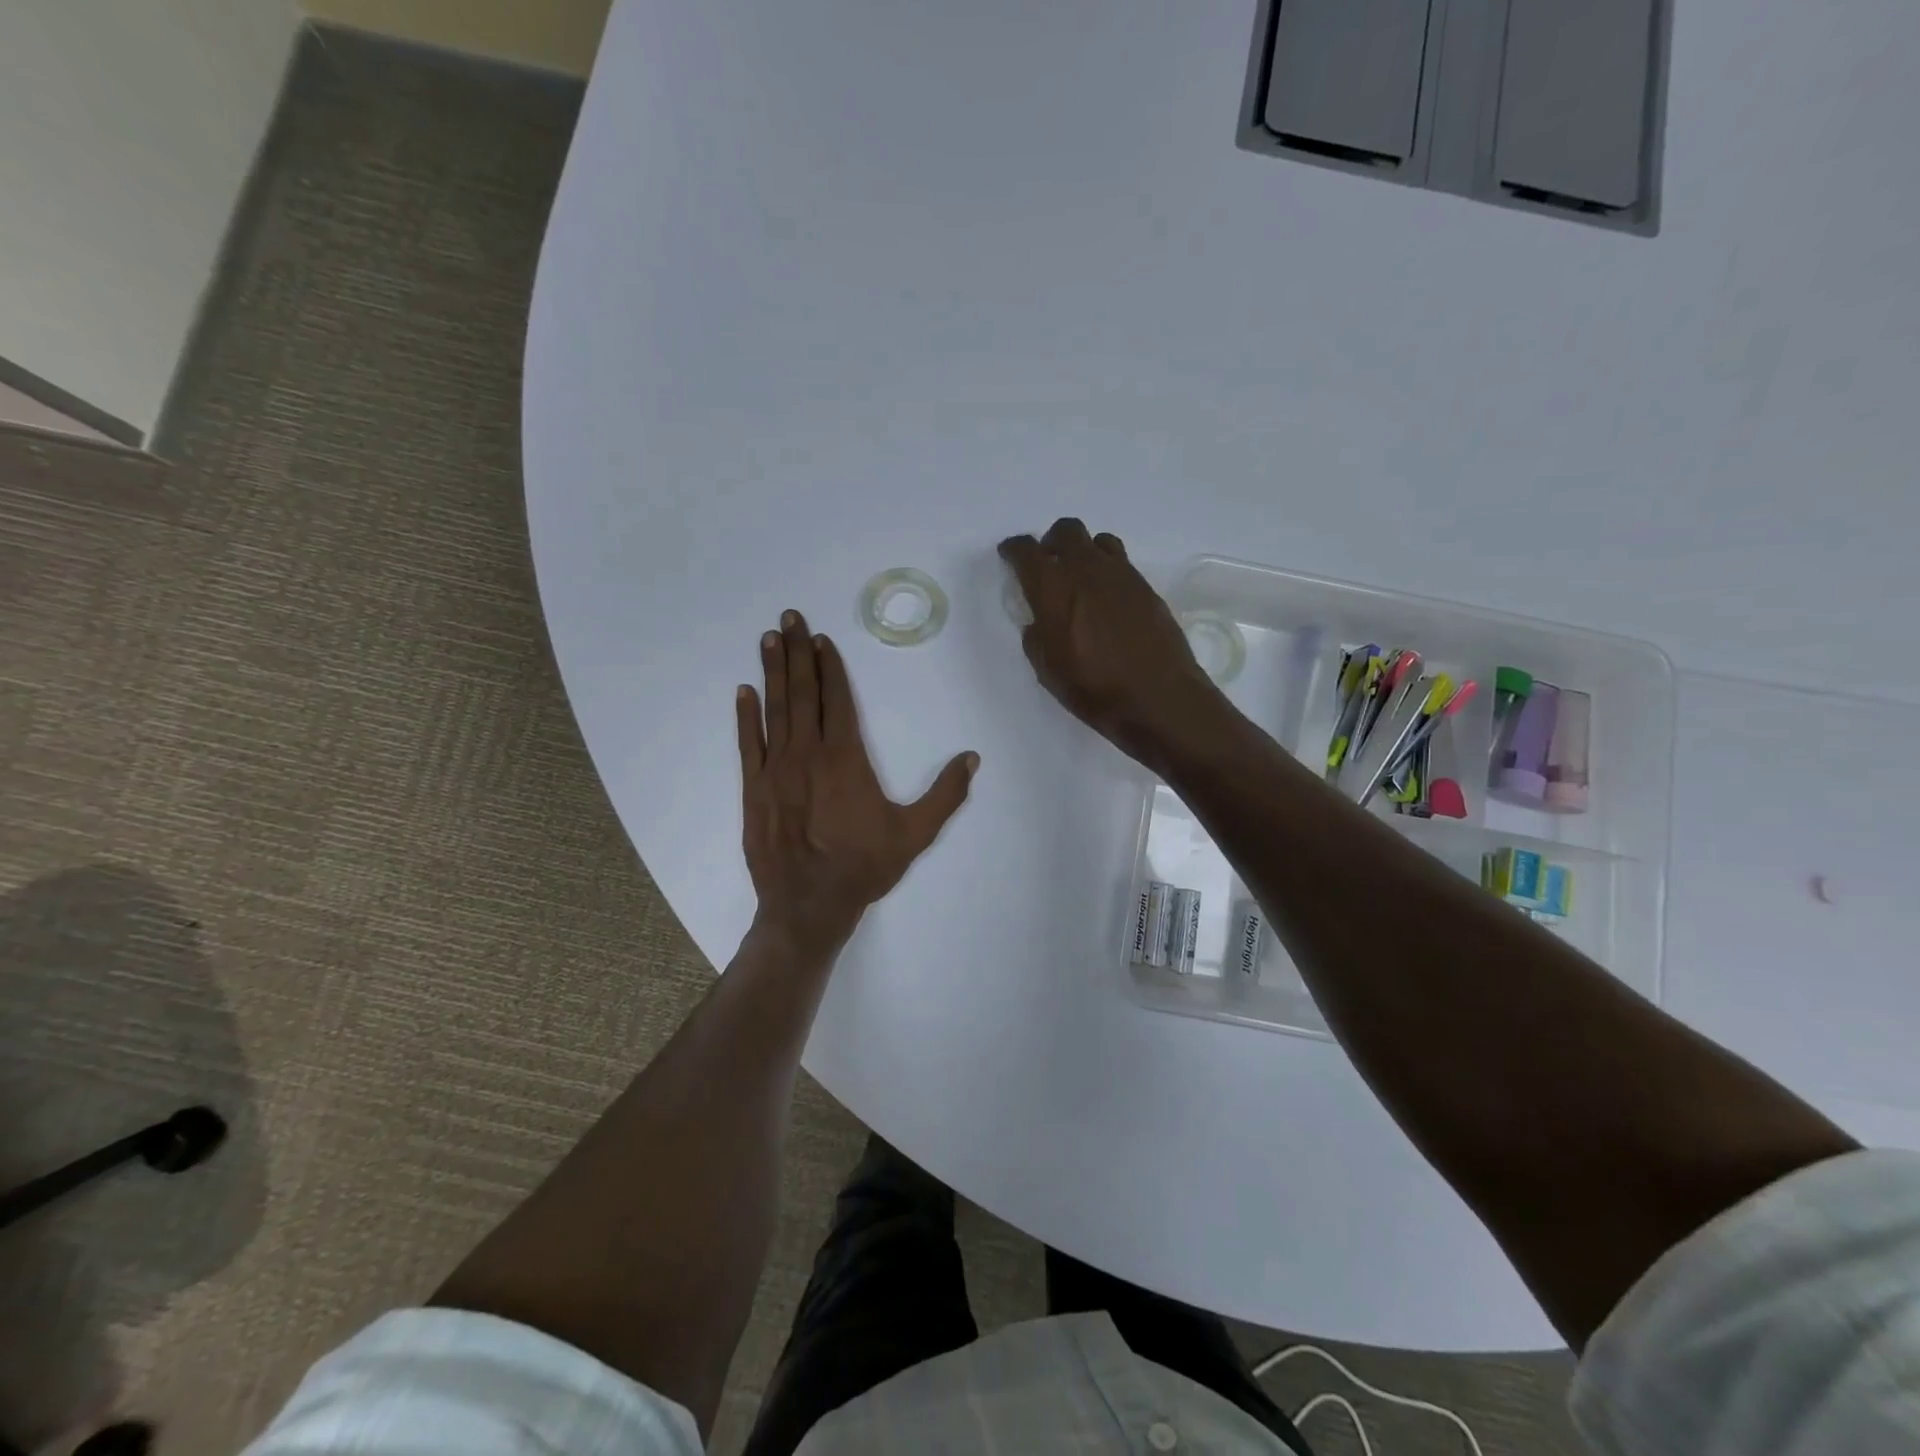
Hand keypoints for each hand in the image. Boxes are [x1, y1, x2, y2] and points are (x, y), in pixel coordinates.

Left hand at [737, 610, 978, 954]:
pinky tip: (743, 691)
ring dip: (772, 672)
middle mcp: (808, 754)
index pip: (837, 700)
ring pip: (775, 710)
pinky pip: (748, 744)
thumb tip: (972, 758)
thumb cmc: (864, 867)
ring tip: (767, 639)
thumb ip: (946, 794)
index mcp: (845, 758)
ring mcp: (776, 770)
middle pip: (803, 693)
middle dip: (796, 653)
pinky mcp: (753, 789)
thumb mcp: (915, 834)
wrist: (808, 905)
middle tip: (788, 617)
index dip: (830, 667)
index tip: (821, 639)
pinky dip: (745, 716)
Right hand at [999, 518, 1224, 763]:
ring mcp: (1122, 575)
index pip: (1026, 551)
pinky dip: (1108, 571)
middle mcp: (1087, 569)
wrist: (1158, 698)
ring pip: (1098, 542)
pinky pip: (1122, 564)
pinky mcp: (1147, 588)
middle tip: (1048, 565)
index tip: (1010, 555)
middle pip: (1066, 531)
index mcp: (1053, 588)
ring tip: (1082, 579)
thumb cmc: (1093, 689)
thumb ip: (1037, 636)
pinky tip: (1108, 600)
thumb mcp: (1048, 669)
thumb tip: (1040, 621)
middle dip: (1052, 543)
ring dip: (1084, 552)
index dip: (1014, 550)